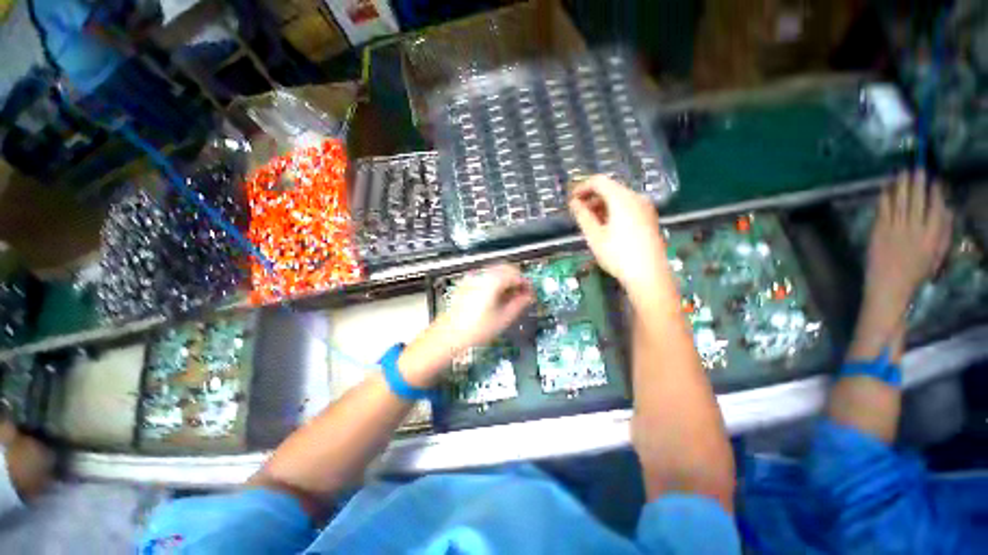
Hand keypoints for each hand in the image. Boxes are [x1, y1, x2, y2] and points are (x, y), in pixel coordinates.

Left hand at [439, 264, 533, 351]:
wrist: (449, 335)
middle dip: (516, 279)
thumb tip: (529, 297)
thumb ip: (519, 304)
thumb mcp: (503, 318)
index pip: (516, 274)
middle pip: (506, 268)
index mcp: (492, 282)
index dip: (526, 282)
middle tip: (523, 293)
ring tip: (511, 297)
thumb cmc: (474, 329)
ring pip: (495, 271)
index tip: (531, 291)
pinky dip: (495, 283)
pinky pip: (486, 277)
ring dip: (506, 280)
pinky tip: (496, 297)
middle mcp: (482, 276)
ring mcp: (472, 279)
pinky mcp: (466, 284)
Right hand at [569, 175, 668, 298]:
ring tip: (590, 222)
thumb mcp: (594, 236)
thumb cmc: (618, 254)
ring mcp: (645, 208)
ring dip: (601, 205)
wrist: (649, 275)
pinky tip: (606, 227)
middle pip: (610, 189)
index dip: (582, 188)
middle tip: (578, 213)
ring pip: (619, 198)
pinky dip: (613, 211)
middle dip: (591, 198)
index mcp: (622, 198)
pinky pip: (628, 207)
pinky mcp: (649, 219)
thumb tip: (574, 203)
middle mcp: (636, 198)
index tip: (571, 201)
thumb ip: (582, 216)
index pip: (599, 181)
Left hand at [863, 171, 951, 324]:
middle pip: (917, 200)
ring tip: (902, 171)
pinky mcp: (878, 231)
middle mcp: (915, 229)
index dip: (935, 191)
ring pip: (900, 201)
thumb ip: (944, 232)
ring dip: (901, 185)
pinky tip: (886, 188)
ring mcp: (895, 229)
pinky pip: (883, 210)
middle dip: (918, 182)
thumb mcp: (938, 255)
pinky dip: (885, 197)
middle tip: (917, 167)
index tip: (935, 179)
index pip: (937, 207)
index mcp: (933, 236)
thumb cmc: (916, 273)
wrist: (889, 286)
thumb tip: (948, 209)